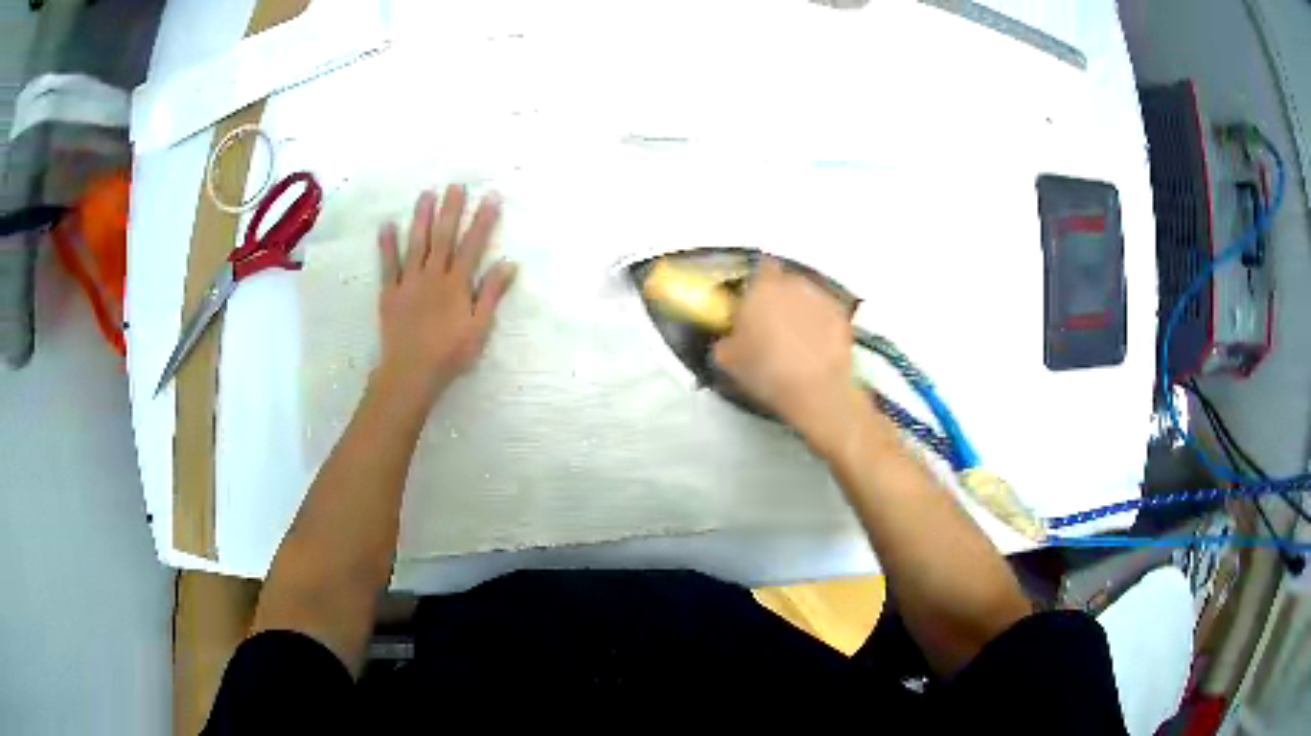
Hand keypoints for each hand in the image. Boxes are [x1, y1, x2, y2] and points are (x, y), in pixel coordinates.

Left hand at [373, 185, 516, 409]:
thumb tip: (508, 263)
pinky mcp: (390, 293)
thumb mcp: (479, 328)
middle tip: (455, 185)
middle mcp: (433, 276)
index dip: (482, 221)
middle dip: (450, 210)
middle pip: (443, 237)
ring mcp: (409, 282)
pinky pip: (388, 264)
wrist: (410, 373)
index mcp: (456, 285)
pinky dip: (387, 244)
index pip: (473, 246)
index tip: (490, 197)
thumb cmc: (449, 354)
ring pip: (416, 244)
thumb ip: (491, 294)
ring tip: (425, 194)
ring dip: (421, 218)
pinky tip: (387, 225)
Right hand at [713, 259, 865, 451]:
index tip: (753, 302)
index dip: (756, 284)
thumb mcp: (728, 360)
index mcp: (761, 288)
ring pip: (807, 297)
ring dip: (801, 311)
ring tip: (796, 340)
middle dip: (779, 298)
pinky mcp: (842, 317)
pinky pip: (826, 315)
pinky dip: (821, 326)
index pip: (759, 268)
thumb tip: (729, 338)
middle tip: (772, 325)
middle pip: (785, 282)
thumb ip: (726, 339)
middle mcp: (793, 285)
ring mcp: (821, 299)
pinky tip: (816, 349)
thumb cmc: (766, 371)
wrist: (816, 390)